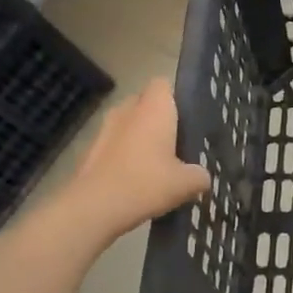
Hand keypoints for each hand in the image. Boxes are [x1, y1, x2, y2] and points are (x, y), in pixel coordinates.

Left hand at [66, 79, 208, 245]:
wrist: (93, 208)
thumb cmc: (145, 184)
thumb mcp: (186, 184)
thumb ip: (200, 175)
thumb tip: (202, 176)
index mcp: (154, 109)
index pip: (163, 83)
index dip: (175, 97)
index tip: (187, 118)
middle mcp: (128, 110)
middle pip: (144, 102)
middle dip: (157, 118)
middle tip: (175, 142)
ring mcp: (105, 129)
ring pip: (127, 124)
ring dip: (139, 137)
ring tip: (155, 164)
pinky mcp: (90, 150)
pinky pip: (114, 144)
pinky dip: (123, 155)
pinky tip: (134, 180)